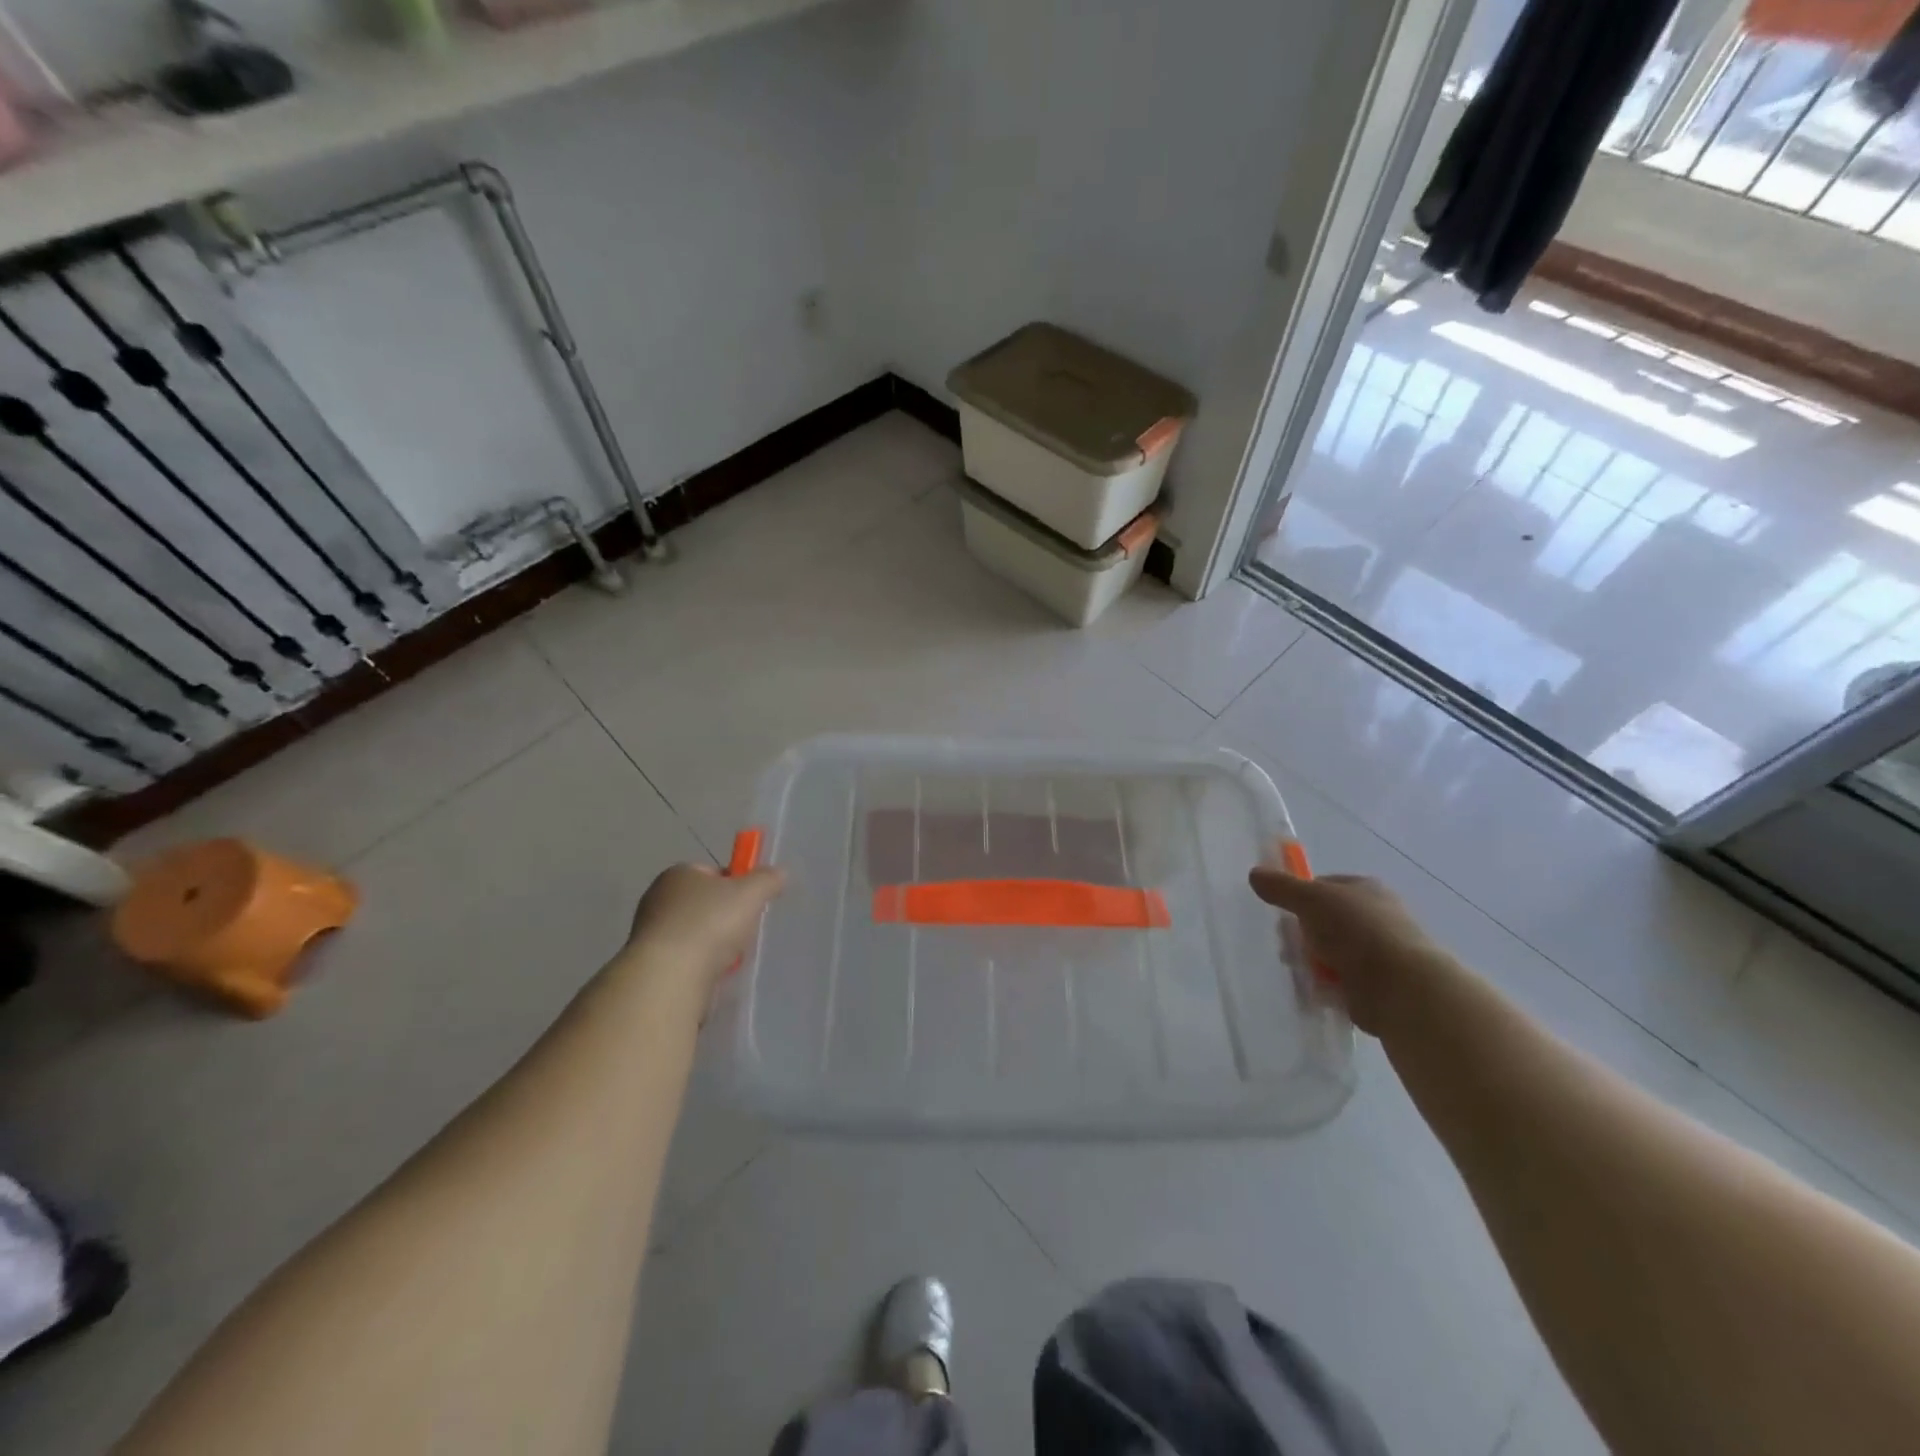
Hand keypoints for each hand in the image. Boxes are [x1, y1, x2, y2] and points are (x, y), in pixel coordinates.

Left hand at [627, 862, 785, 991]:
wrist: (669, 976)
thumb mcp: (751, 893)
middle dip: (725, 916)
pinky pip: (684, 957)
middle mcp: (658, 897)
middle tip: (744, 930)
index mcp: (679, 873)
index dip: (736, 884)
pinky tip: (711, 973)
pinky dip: (699, 963)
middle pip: (703, 902)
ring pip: (694, 932)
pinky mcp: (649, 963)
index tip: (751, 903)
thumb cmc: (710, 923)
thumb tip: (778, 874)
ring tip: (729, 957)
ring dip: (712, 942)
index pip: (713, 872)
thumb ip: (767, 879)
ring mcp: (650, 932)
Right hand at [1249, 867, 1449, 1035]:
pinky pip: (1340, 981)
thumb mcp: (1311, 899)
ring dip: (1311, 962)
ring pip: (1330, 952)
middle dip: (1302, 934)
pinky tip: (1315, 990)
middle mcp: (1375, 917)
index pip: (1324, 885)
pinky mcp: (1376, 985)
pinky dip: (1326, 986)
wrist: (1401, 987)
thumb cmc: (1357, 931)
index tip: (1283, 911)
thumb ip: (1282, 887)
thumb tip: (1255, 873)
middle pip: (1324, 921)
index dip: (1300, 895)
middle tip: (1287, 945)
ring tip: (1299, 970)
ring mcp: (1378, 953)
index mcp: (1366, 889)